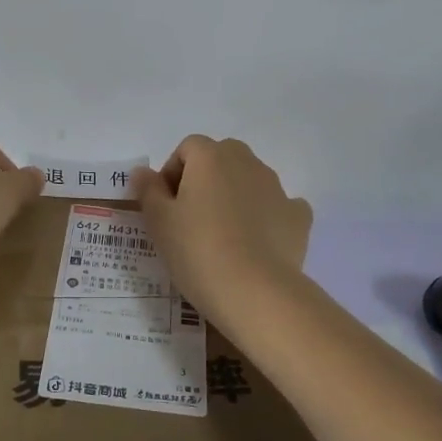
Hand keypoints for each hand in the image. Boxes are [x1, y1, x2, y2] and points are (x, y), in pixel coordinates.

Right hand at [130, 136, 312, 321]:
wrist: (256, 292)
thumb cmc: (198, 251)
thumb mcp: (159, 222)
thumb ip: (148, 190)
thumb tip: (142, 171)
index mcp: (211, 157)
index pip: (186, 148)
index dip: (172, 173)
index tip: (165, 206)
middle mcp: (247, 162)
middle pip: (220, 158)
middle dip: (204, 180)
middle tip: (191, 218)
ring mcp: (277, 188)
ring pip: (249, 181)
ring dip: (234, 197)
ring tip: (222, 236)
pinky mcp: (298, 216)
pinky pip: (277, 206)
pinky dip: (265, 217)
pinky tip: (256, 243)